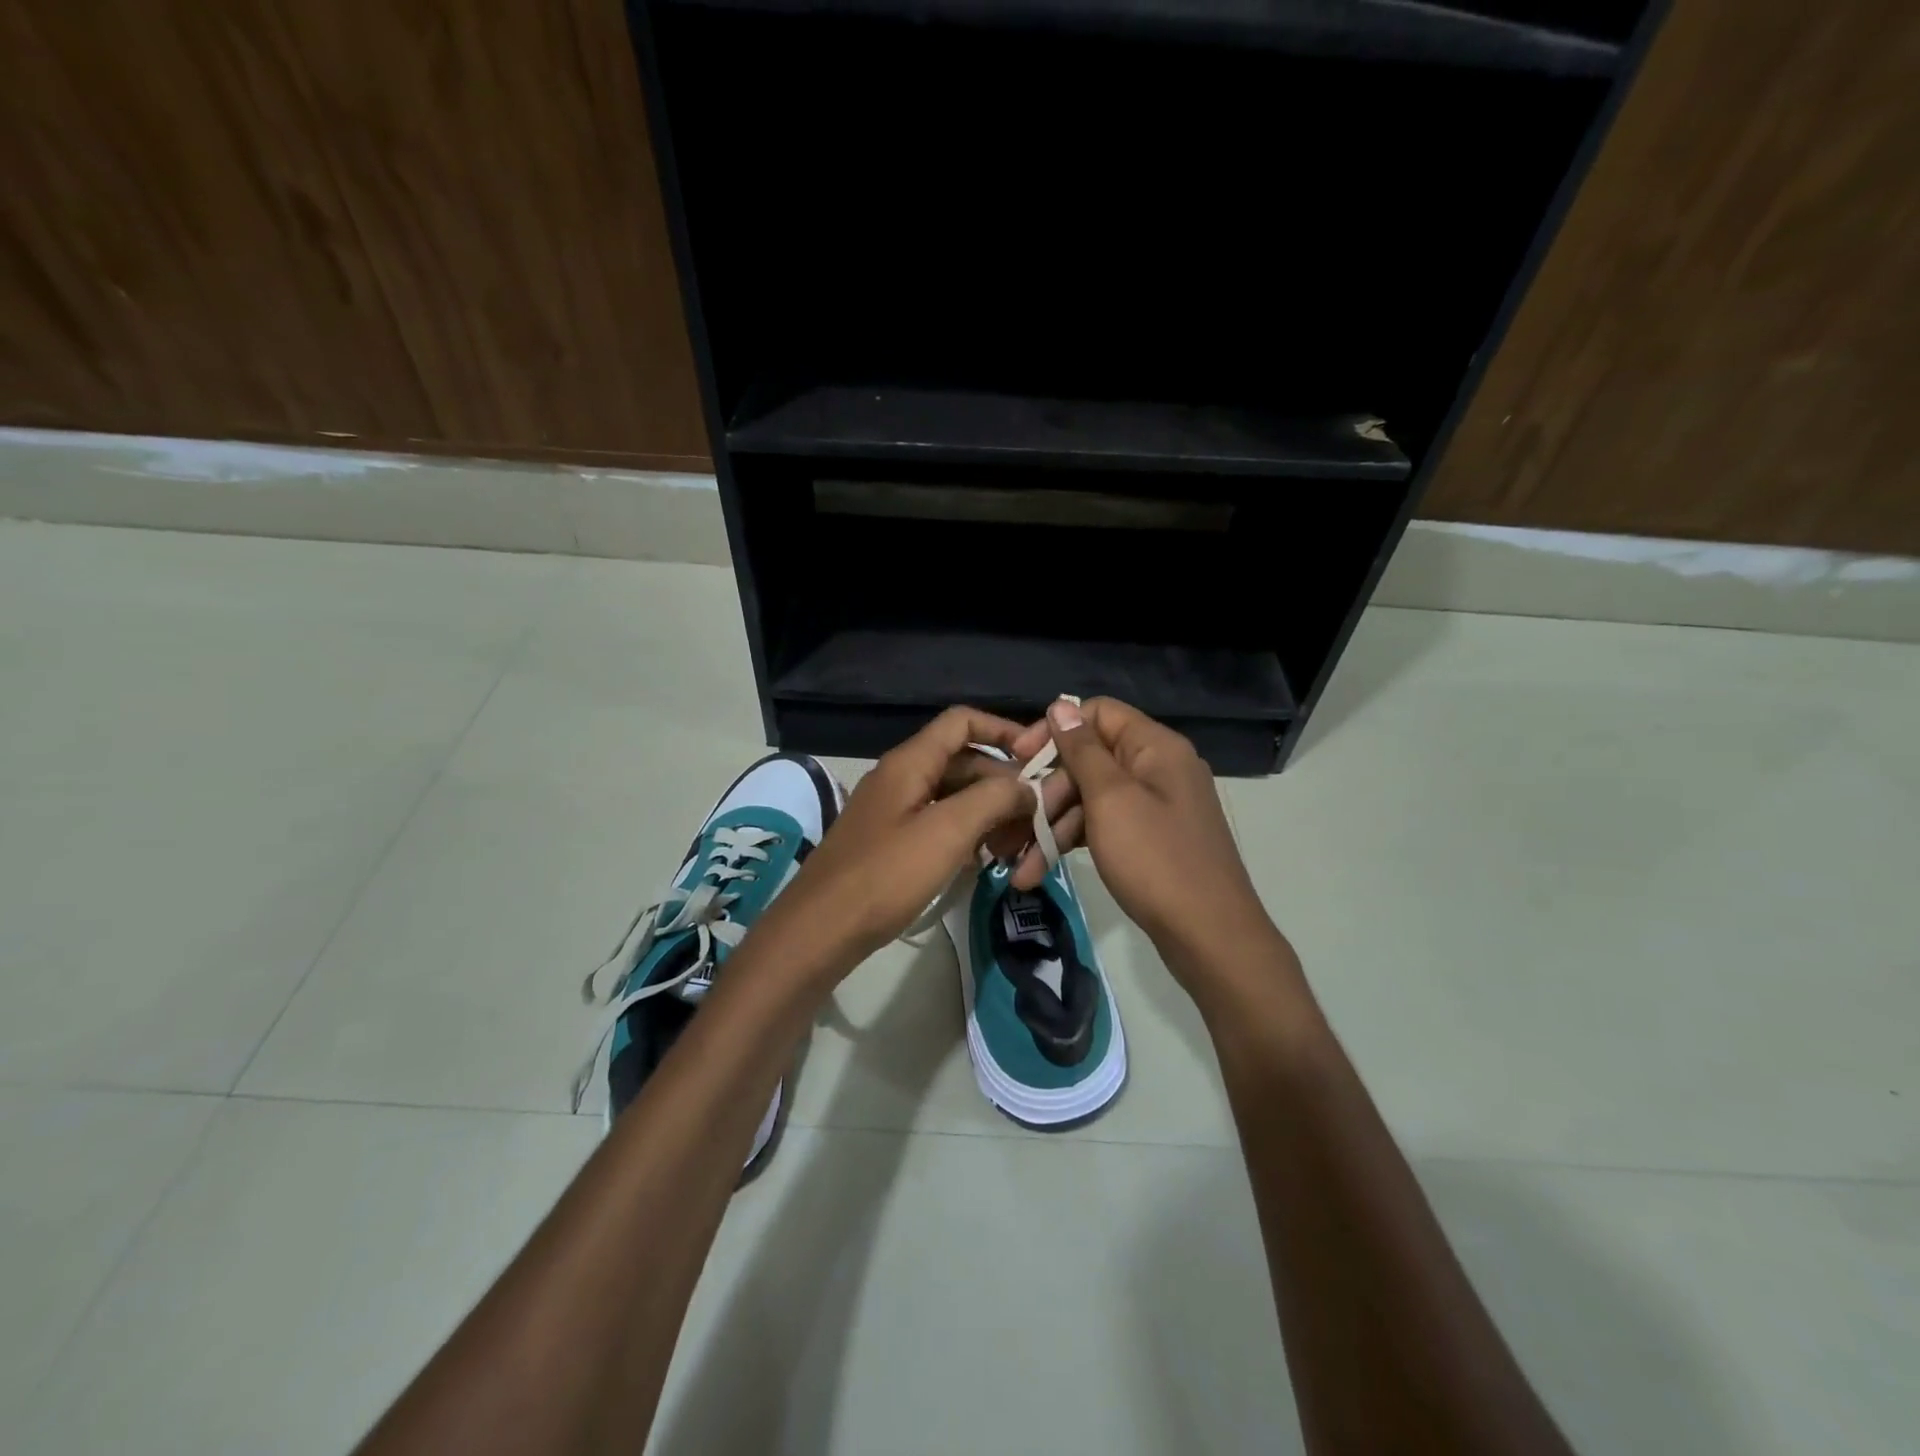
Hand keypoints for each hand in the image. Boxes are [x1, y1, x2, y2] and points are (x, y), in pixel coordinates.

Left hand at [748, 707, 1039, 977]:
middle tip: (1036, 822)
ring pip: (955, 796)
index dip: (1003, 730)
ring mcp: (895, 810)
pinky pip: (940, 824)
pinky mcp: (893, 842)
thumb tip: (1026, 786)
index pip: (962, 722)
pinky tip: (986, 861)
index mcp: (910, 762)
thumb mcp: (946, 832)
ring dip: (989, 814)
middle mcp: (902, 777)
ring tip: (1016, 848)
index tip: (1038, 759)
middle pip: (964, 762)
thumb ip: (992, 799)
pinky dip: (968, 835)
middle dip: (1003, 786)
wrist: (821, 929)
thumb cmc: (885, 875)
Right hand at [1040, 697, 1282, 987]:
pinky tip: (1040, 869)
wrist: (1209, 936)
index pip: (1098, 714)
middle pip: (1090, 759)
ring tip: (1018, 864)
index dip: (1055, 730)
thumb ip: (1082, 750)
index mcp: (1155, 747)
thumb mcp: (1111, 799)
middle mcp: (1158, 768)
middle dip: (1048, 791)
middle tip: (1016, 823)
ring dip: (1053, 826)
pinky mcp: (1150, 839)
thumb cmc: (1156, 859)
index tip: (1020, 758)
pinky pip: (1104, 825)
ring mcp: (1155, 806)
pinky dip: (1074, 842)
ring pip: (1092, 798)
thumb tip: (1061, 704)